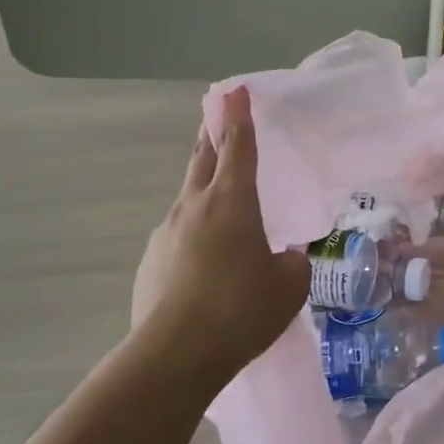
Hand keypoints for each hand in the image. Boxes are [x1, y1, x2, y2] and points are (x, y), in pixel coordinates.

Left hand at [131, 87, 308, 381]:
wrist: (176, 354)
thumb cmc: (242, 310)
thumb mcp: (289, 287)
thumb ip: (292, 263)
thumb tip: (284, 258)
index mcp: (233, 202)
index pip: (238, 146)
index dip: (239, 116)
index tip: (235, 89)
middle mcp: (195, 206)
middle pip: (203, 158)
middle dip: (213, 134)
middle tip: (218, 117)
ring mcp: (167, 232)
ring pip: (189, 196)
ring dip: (205, 186)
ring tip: (223, 200)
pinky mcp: (152, 261)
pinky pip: (180, 233)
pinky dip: (196, 232)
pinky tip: (207, 261)